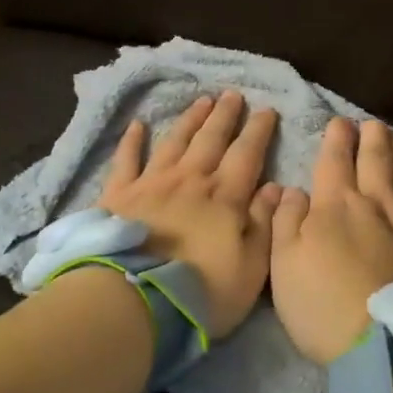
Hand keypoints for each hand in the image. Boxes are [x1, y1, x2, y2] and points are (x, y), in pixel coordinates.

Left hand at [97, 91, 281, 336]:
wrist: (133, 299)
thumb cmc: (199, 291)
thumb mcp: (250, 269)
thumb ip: (264, 225)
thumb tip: (274, 188)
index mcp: (224, 197)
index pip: (246, 155)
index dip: (258, 131)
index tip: (266, 109)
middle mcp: (189, 180)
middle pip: (211, 139)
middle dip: (224, 115)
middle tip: (232, 94)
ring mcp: (151, 183)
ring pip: (175, 141)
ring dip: (190, 119)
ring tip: (201, 100)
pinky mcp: (118, 195)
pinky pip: (126, 159)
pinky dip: (132, 140)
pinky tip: (137, 125)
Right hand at [271, 118, 392, 363]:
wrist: (390, 342)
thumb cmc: (324, 305)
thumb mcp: (284, 265)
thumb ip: (286, 222)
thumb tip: (292, 190)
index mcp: (335, 205)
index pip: (335, 160)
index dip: (336, 138)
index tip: (339, 122)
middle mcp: (374, 203)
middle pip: (375, 159)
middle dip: (371, 137)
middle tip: (370, 123)